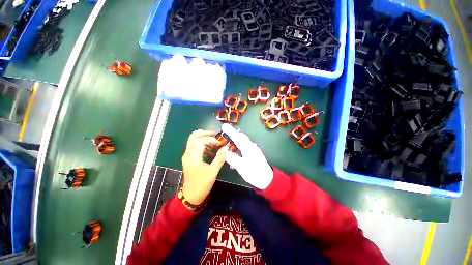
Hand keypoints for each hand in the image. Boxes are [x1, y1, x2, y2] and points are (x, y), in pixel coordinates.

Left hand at [181, 129, 227, 204]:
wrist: (192, 195)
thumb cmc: (202, 184)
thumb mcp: (213, 172)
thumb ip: (219, 159)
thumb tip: (226, 148)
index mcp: (193, 156)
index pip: (200, 141)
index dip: (211, 139)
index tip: (221, 144)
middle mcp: (188, 154)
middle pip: (193, 137)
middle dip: (204, 134)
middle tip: (216, 135)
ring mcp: (187, 157)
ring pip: (193, 142)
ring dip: (203, 140)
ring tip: (215, 144)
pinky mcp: (188, 160)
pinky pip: (194, 148)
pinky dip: (201, 146)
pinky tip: (211, 152)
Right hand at [221, 124, 272, 188]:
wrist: (268, 180)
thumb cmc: (255, 174)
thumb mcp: (242, 167)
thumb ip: (233, 159)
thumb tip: (225, 151)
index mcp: (248, 149)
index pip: (237, 137)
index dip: (230, 131)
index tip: (224, 125)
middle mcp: (252, 147)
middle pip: (242, 137)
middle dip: (233, 134)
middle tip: (224, 132)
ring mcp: (255, 150)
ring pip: (244, 141)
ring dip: (237, 139)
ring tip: (228, 141)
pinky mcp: (256, 154)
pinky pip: (246, 146)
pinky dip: (240, 145)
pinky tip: (237, 151)